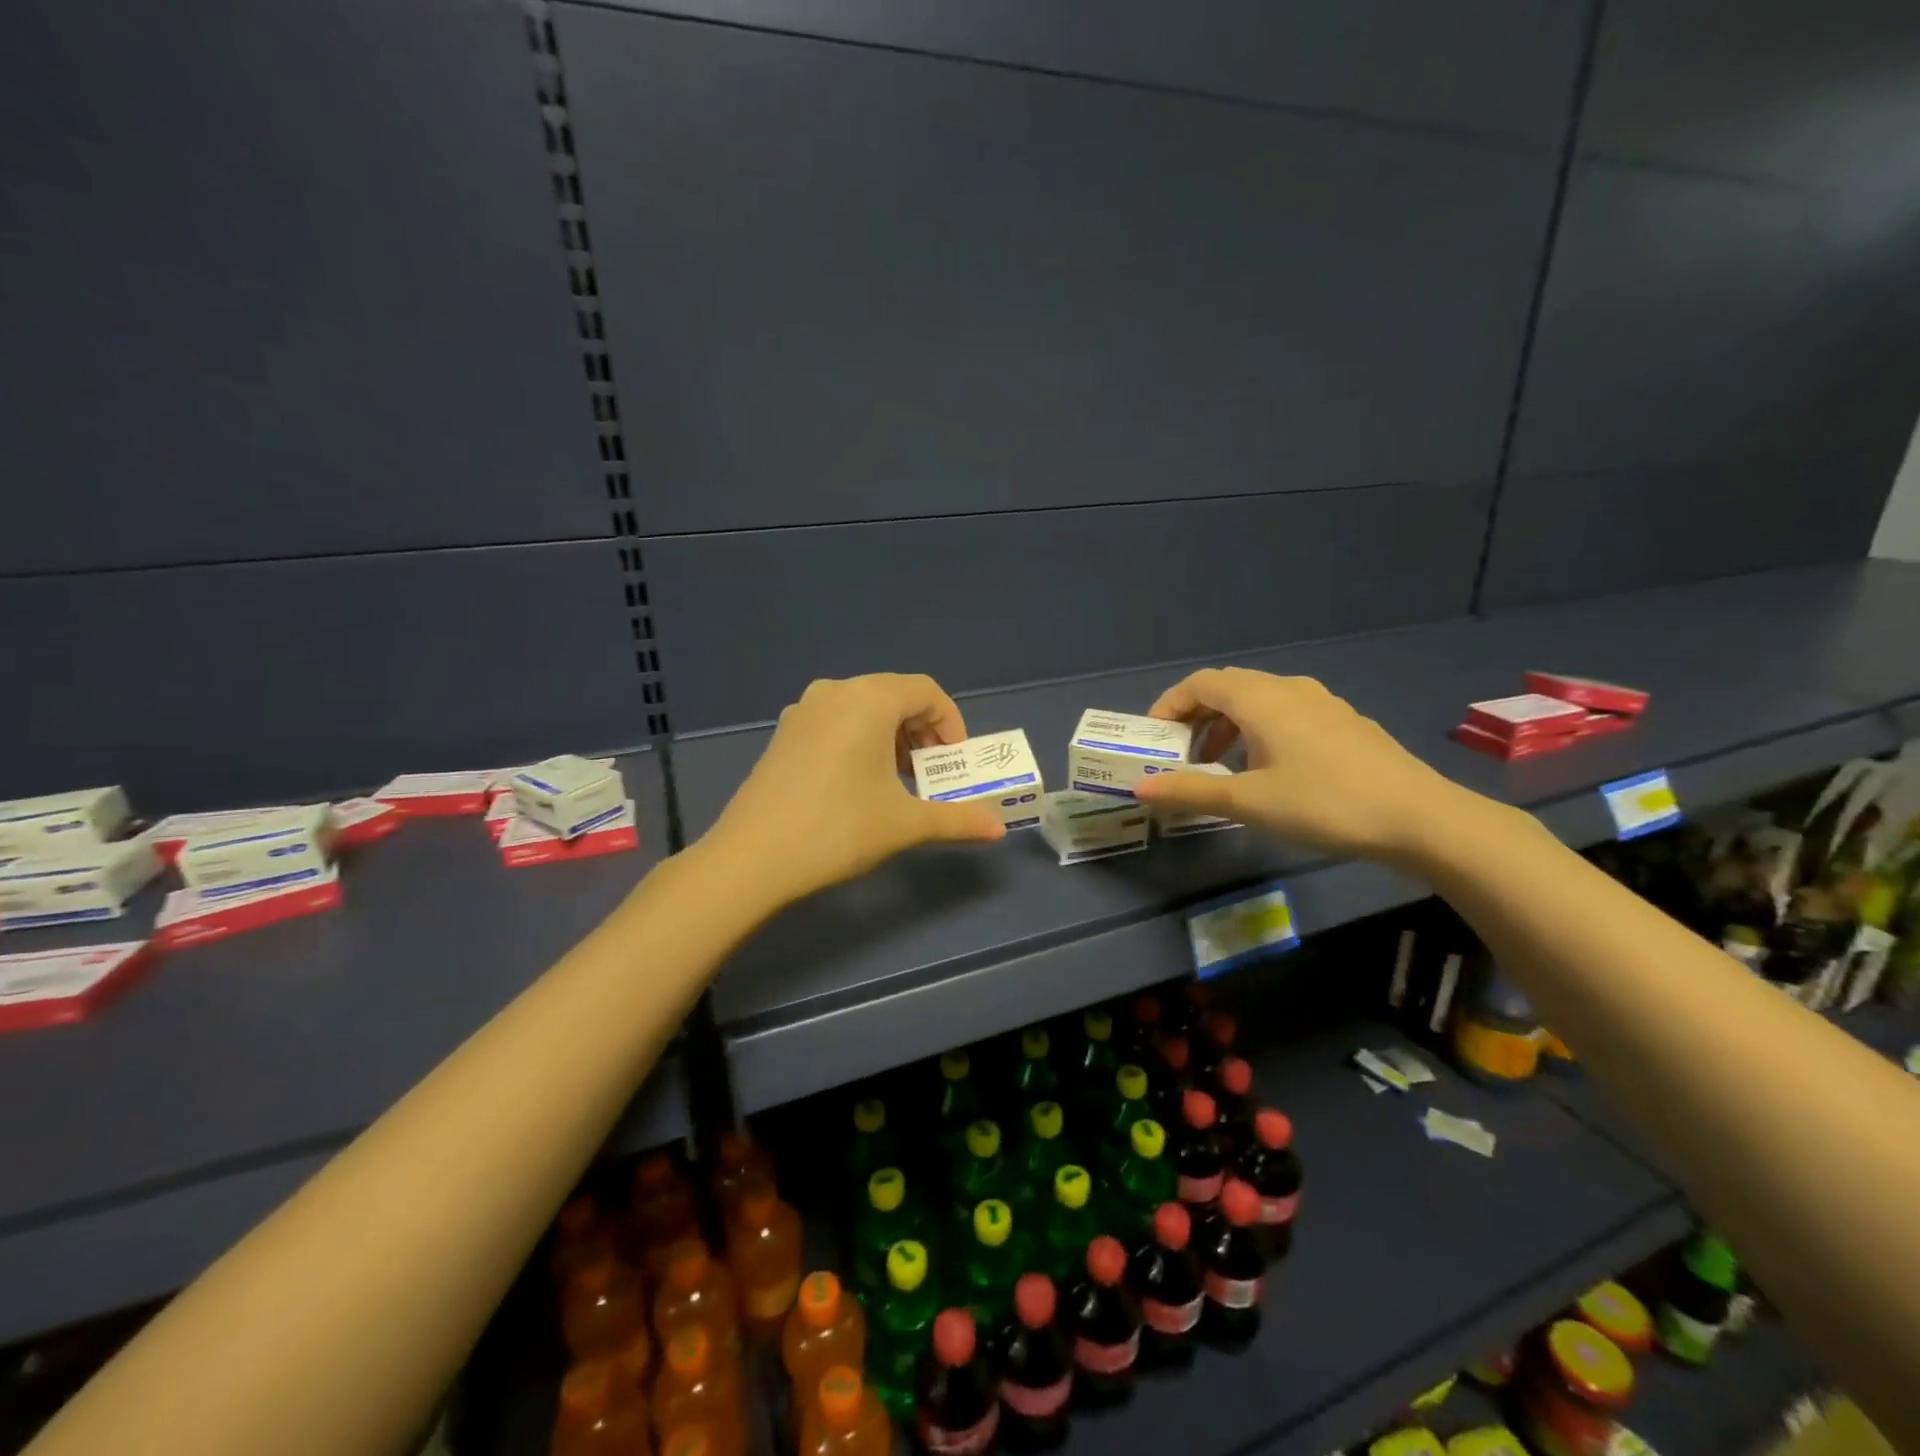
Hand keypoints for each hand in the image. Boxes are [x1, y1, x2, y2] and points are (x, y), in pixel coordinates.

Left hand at [697, 674, 1006, 908]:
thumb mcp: (905, 823)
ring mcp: (803, 711)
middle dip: (923, 732)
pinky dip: (861, 741)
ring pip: (864, 709)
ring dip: (892, 737)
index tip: (956, 762)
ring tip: (898, 781)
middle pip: (895, 696)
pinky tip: (859, 784)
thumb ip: (957, 818)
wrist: (752, 858)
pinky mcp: (784, 734)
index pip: (927, 691)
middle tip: (931, 774)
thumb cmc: (838, 829)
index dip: (952, 723)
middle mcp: (835, 692)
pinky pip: (836, 722)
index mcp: (868, 699)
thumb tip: (998, 828)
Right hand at [1130, 669, 1464, 859]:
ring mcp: (1321, 702)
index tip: (1154, 738)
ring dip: (1227, 725)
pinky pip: (1285, 713)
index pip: (1199, 683)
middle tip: (1180, 754)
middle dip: (1195, 716)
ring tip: (1218, 764)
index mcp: (1260, 698)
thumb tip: (1140, 789)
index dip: (1169, 705)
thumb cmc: (1323, 803)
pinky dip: (1258, 731)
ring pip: (1258, 700)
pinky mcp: (1343, 721)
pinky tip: (1267, 769)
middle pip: (1227, 688)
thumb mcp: (1248, 802)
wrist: (1419, 818)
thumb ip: (1191, 790)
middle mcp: (1288, 688)